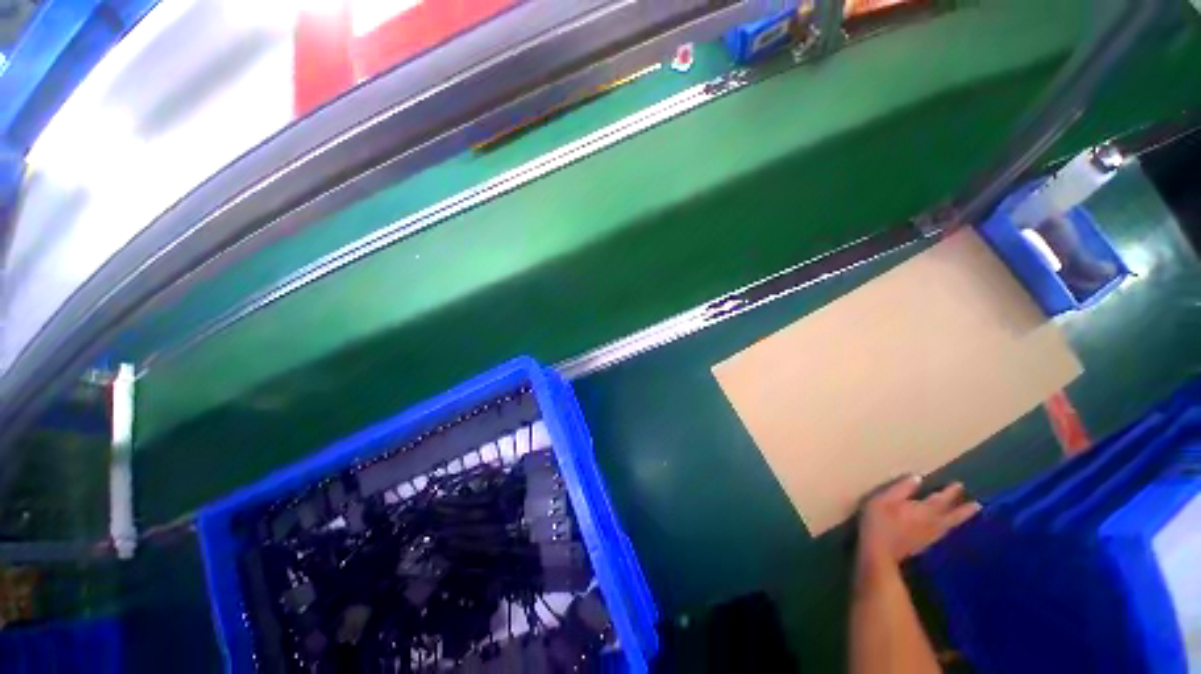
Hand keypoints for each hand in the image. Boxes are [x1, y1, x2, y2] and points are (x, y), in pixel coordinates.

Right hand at [858, 475, 980, 564]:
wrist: (879, 552)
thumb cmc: (879, 522)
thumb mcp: (884, 499)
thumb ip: (901, 488)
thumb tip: (917, 477)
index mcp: (923, 510)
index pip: (940, 499)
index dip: (950, 492)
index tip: (960, 485)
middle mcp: (932, 523)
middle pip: (952, 516)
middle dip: (964, 510)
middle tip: (978, 505)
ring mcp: (930, 536)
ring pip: (950, 525)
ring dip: (960, 519)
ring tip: (969, 515)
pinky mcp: (924, 544)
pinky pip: (943, 533)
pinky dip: (950, 528)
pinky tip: (948, 528)